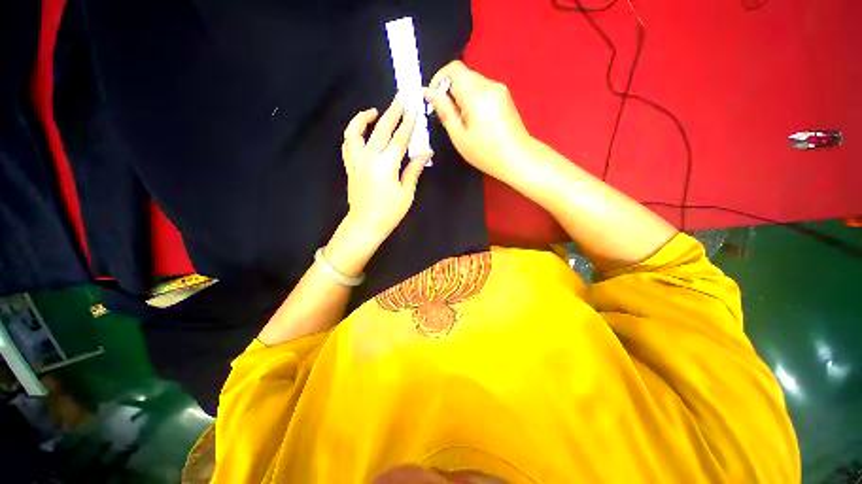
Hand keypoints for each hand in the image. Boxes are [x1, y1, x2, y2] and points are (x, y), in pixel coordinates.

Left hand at [341, 97, 430, 244]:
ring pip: (356, 132)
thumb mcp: (406, 193)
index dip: (408, 123)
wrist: (366, 224)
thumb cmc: (389, 211)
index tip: (414, 109)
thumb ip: (414, 169)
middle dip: (392, 112)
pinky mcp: (350, 167)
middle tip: (400, 98)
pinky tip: (360, 131)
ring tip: (374, 111)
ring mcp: (356, 161)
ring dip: (364, 118)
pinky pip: (348, 144)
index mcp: (386, 165)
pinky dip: (353, 133)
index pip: (399, 138)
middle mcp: (369, 158)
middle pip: (380, 129)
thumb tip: (425, 152)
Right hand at [425, 60, 532, 181]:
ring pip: (473, 83)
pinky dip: (473, 100)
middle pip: (463, 75)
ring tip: (462, 122)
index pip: (453, 68)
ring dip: (461, 97)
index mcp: (476, 93)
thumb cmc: (485, 152)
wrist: (517, 158)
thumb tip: (429, 92)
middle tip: (447, 116)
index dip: (439, 79)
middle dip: (450, 91)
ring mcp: (499, 89)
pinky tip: (474, 121)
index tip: (434, 99)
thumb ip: (444, 111)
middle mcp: (489, 84)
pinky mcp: (504, 97)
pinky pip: (483, 90)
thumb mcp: (459, 135)